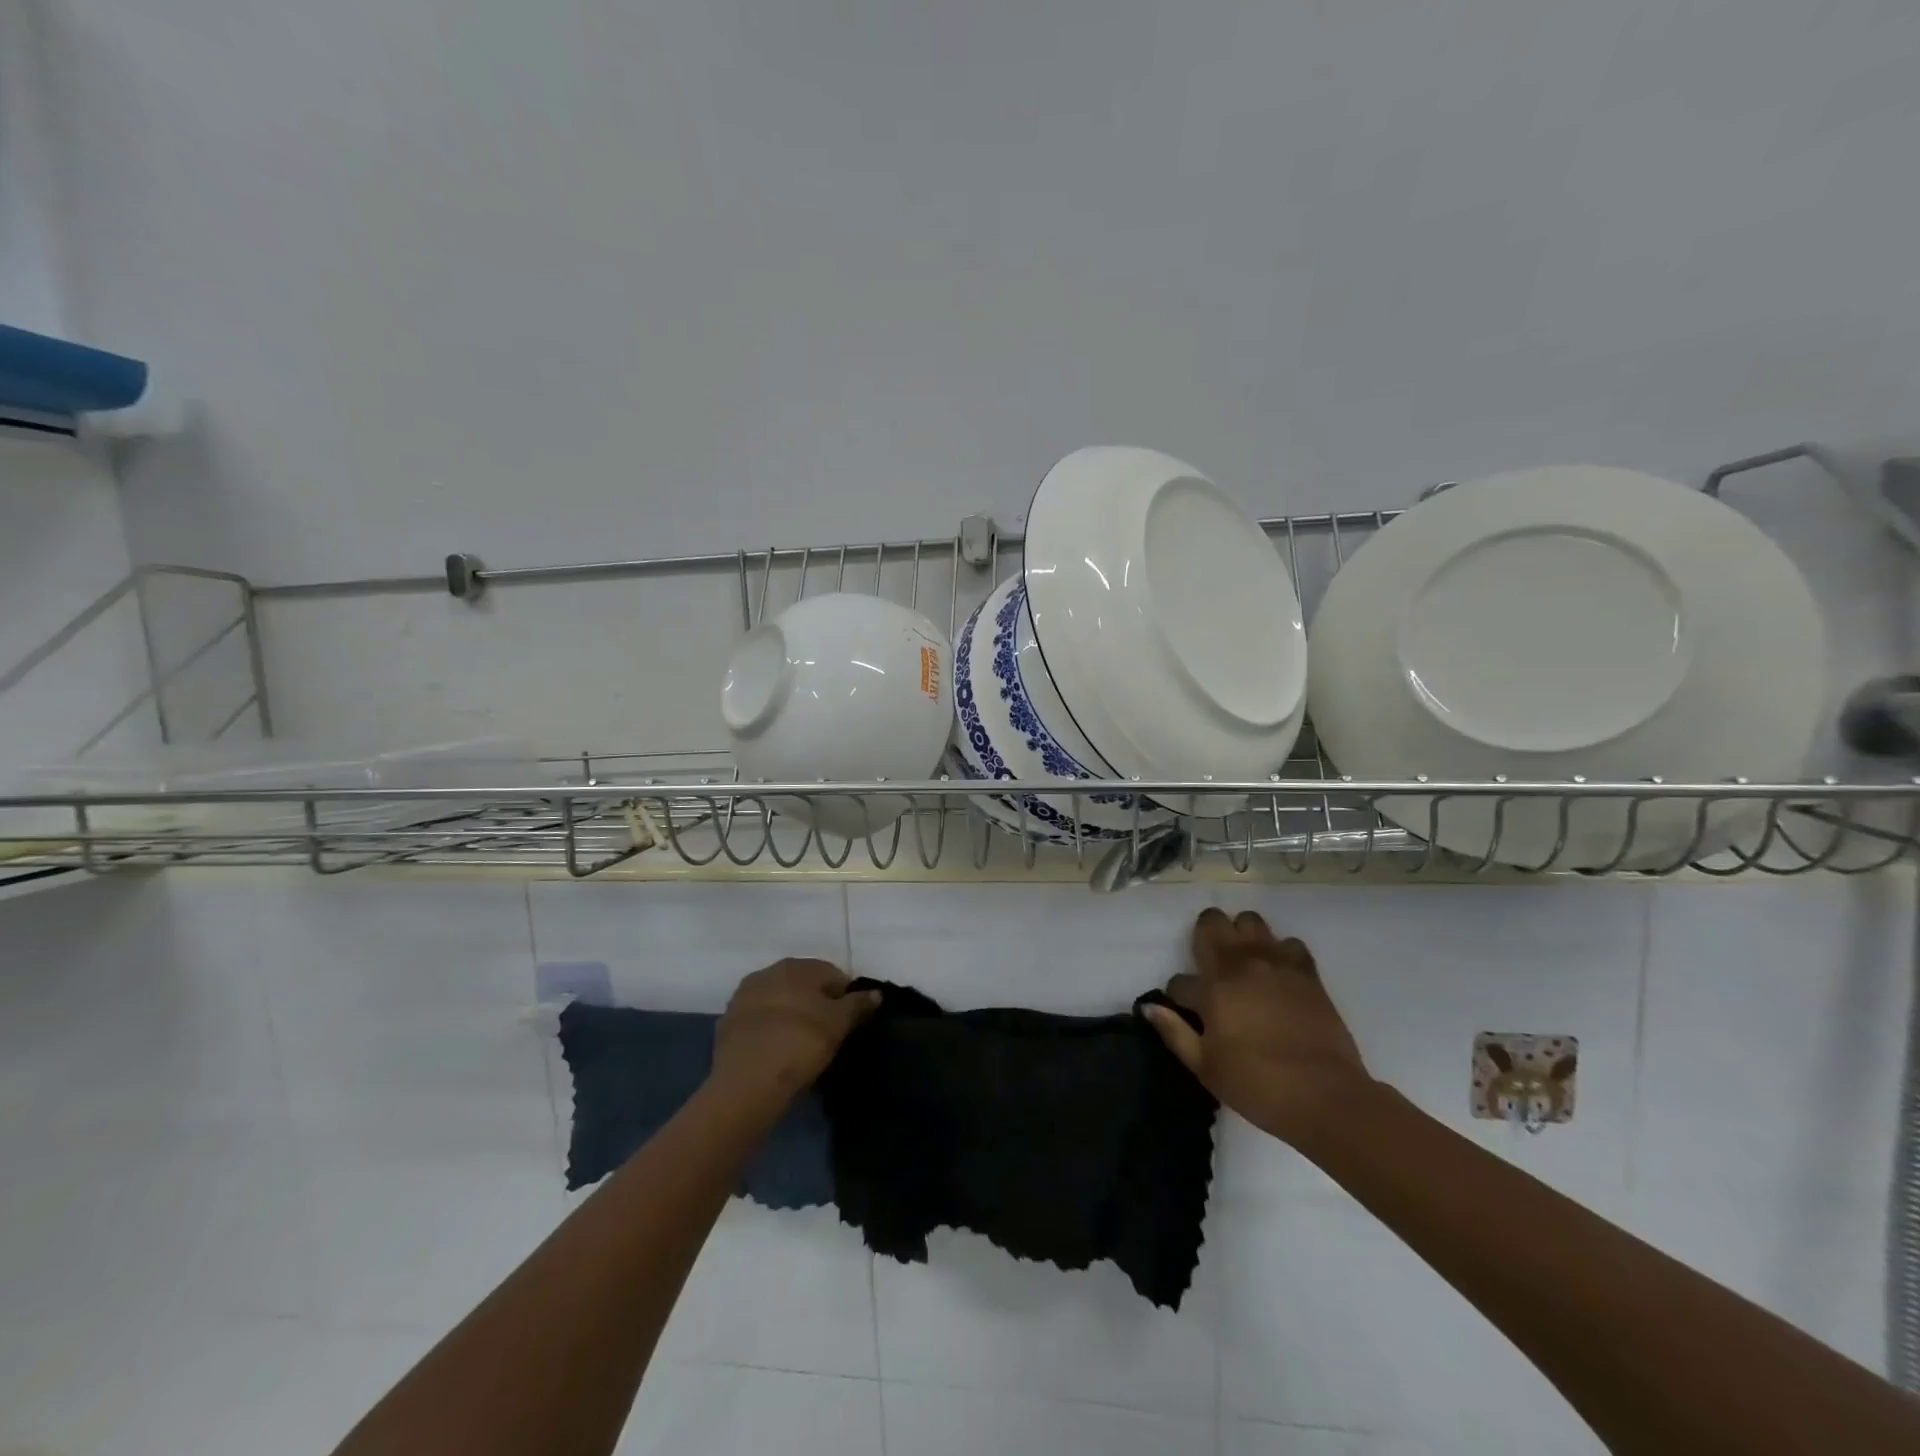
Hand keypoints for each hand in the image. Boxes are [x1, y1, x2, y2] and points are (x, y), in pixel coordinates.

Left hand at [710, 958, 879, 1105]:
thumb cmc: (801, 1043)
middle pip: (802, 984)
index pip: (832, 974)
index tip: (847, 1022)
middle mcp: (768, 971)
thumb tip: (876, 993)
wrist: (747, 1081)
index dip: (844, 997)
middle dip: (814, 1002)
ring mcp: (743, 996)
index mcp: (797, 966)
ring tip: (798, 1043)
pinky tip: (774, 1050)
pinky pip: (756, 1020)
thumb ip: (858, 1004)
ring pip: (777, 1000)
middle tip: (824, 1032)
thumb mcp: (839, 1024)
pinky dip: (767, 1029)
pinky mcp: (726, 1023)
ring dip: (789, 1014)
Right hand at [1143, 909, 1369, 1146]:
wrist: (1324, 1096)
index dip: (1177, 995)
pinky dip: (1280, 951)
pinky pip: (1289, 942)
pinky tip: (1278, 972)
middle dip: (1204, 936)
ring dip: (1241, 934)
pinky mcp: (1306, 972)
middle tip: (1208, 961)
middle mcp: (1240, 966)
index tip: (1186, 1011)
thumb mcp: (1205, 1067)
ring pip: (1250, 921)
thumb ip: (1174, 1033)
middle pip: (1212, 924)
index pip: (1179, 980)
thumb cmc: (1257, 1085)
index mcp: (1212, 990)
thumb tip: (1149, 1007)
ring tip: (1243, 959)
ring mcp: (1275, 964)